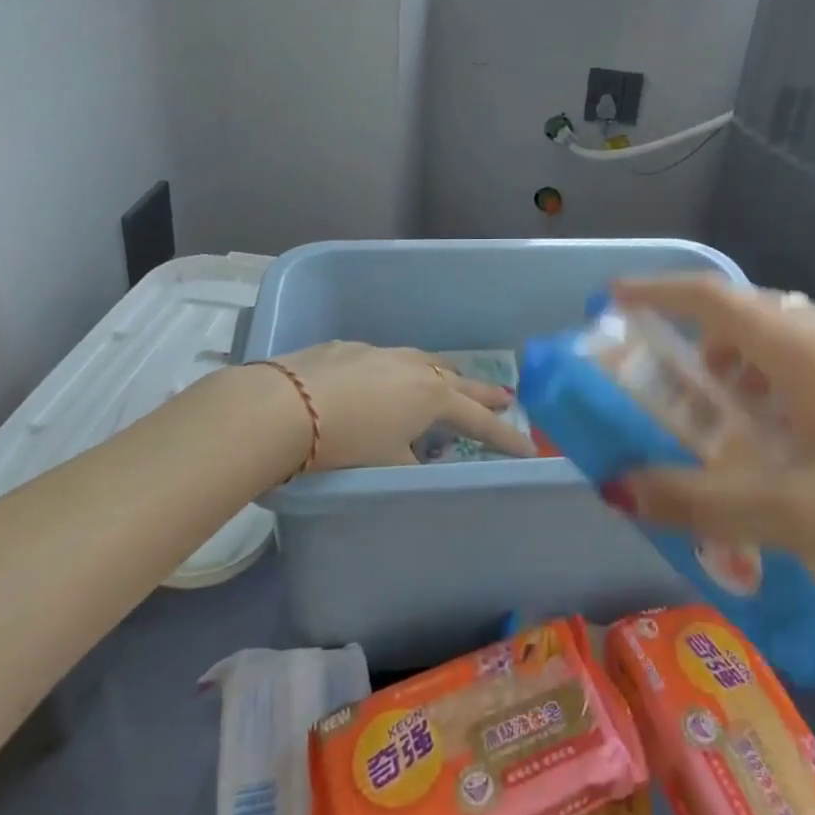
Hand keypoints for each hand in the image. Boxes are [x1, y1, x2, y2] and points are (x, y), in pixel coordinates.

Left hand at [270, 342, 534, 470]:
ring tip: (449, 382)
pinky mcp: (350, 348)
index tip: (530, 448)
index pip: (479, 421)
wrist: (284, 407)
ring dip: (442, 375)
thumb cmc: (345, 443)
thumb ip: (412, 464)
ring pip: (424, 361)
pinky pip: (387, 360)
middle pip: (459, 380)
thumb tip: (420, 462)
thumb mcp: (386, 465)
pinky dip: (397, 372)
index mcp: (432, 396)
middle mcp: (415, 367)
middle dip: (483, 394)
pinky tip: (383, 381)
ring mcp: (382, 352)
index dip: (505, 437)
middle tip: (505, 399)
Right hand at [606, 275, 814, 610]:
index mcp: (805, 348)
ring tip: (741, 429)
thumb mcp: (792, 514)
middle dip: (701, 348)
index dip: (658, 291)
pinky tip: (803, 442)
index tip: (615, 297)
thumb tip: (619, 487)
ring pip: (787, 341)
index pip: (712, 298)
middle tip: (681, 395)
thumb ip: (697, 500)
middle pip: (748, 318)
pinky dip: (786, 384)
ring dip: (747, 371)